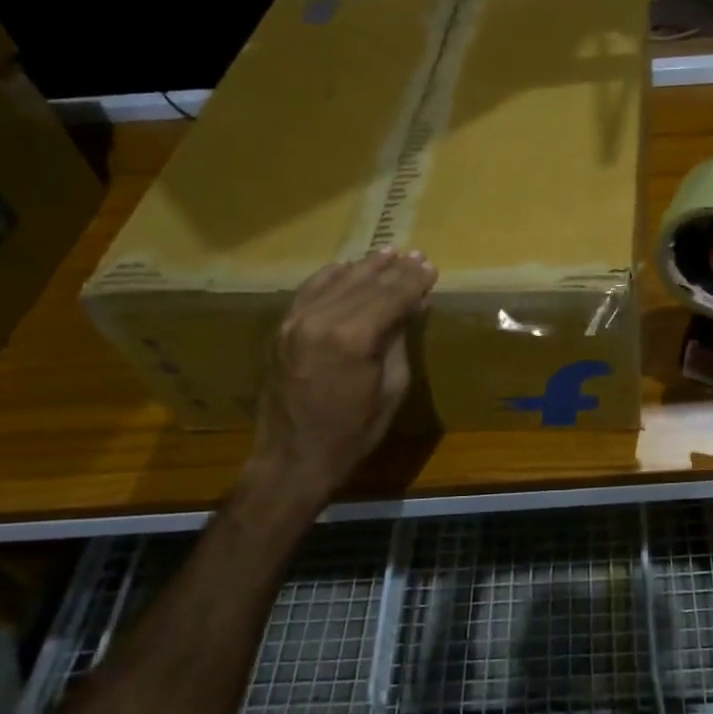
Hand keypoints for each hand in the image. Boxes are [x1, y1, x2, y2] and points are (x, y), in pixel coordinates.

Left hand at [243, 247, 437, 504]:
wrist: (293, 459)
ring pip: (337, 281)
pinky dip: (331, 277)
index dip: (413, 281)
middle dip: (394, 270)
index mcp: (352, 338)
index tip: (431, 267)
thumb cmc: (353, 432)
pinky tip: (347, 268)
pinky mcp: (281, 329)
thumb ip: (398, 340)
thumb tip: (412, 305)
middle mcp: (320, 320)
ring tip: (388, 253)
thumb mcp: (391, 388)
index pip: (391, 296)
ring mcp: (295, 322)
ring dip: (365, 267)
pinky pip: (309, 292)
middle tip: (417, 256)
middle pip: (365, 284)